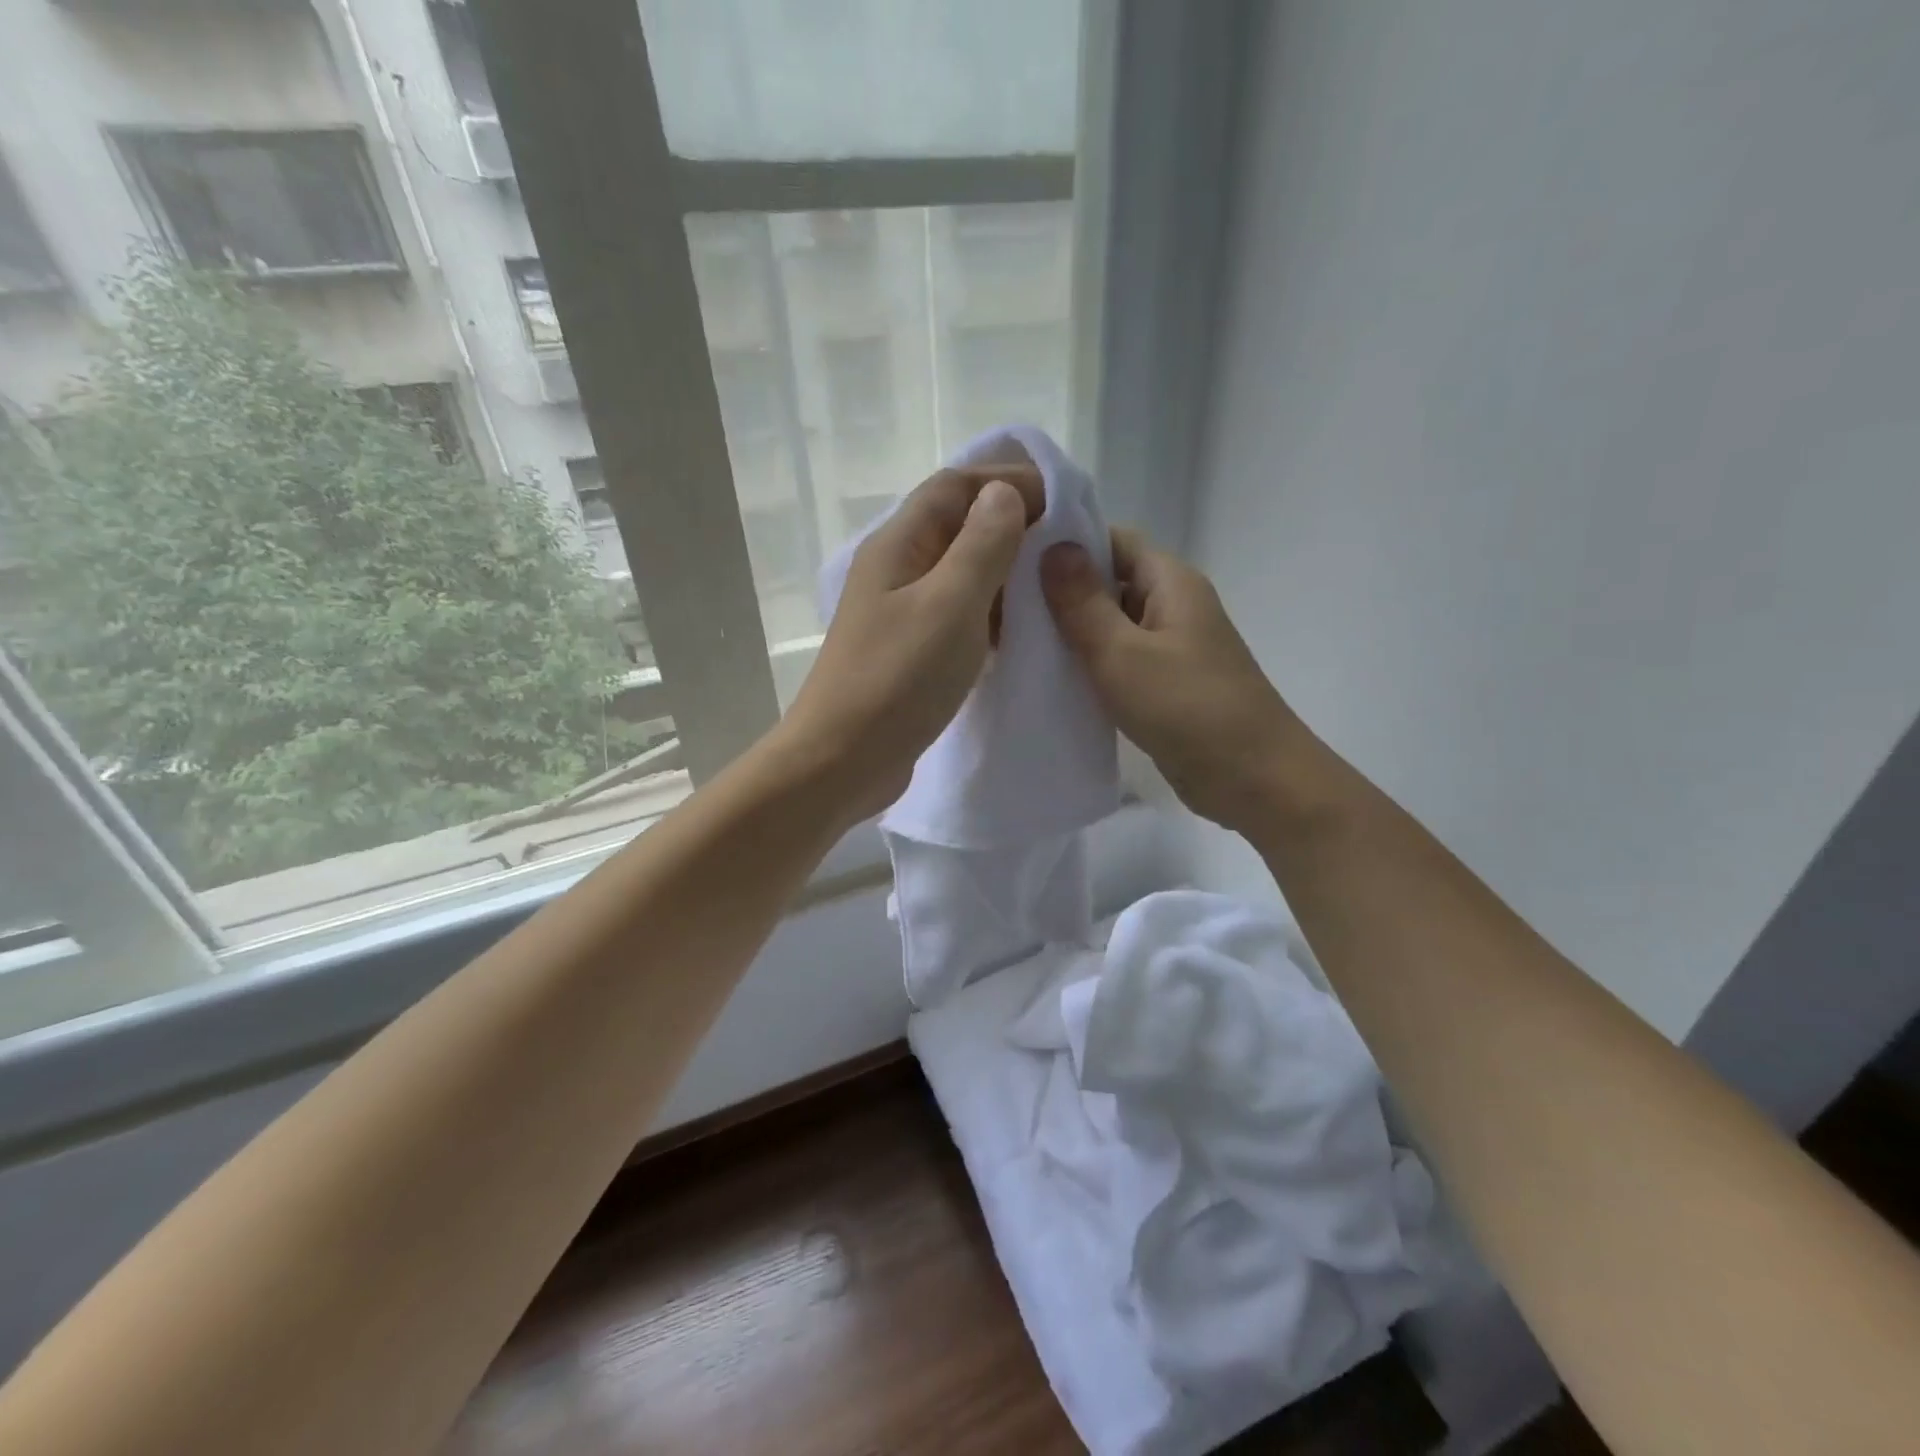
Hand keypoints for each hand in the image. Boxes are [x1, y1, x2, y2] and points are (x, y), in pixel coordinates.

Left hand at [783, 463, 1042, 824]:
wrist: (842, 761)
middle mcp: (896, 569)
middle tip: (1065, 545)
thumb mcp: (950, 604)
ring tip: (1050, 586)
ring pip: (959, 573)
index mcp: (898, 545)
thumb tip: (1005, 493)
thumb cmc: (897, 679)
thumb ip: (982, 545)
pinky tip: (1019, 632)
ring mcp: (899, 613)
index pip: (955, 487)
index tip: (1062, 501)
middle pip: (956, 526)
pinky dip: (989, 613)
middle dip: (1011, 525)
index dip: (1007, 481)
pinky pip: (956, 615)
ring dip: (1003, 572)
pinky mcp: (908, 651)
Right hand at [1041, 528, 1318, 833]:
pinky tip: (1051, 680)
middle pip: (1110, 582)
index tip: (1015, 559)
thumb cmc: (1188, 708)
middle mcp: (1174, 606)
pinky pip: (1121, 662)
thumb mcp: (1122, 653)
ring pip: (1113, 626)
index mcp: (1171, 582)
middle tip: (1003, 606)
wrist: (1254, 780)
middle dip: (1061, 591)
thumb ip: (1083, 602)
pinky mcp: (1166, 686)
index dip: (1066, 543)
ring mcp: (1172, 648)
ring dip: (1072, 633)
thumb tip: (1053, 546)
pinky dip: (1090, 666)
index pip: (1113, 540)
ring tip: (1015, 642)